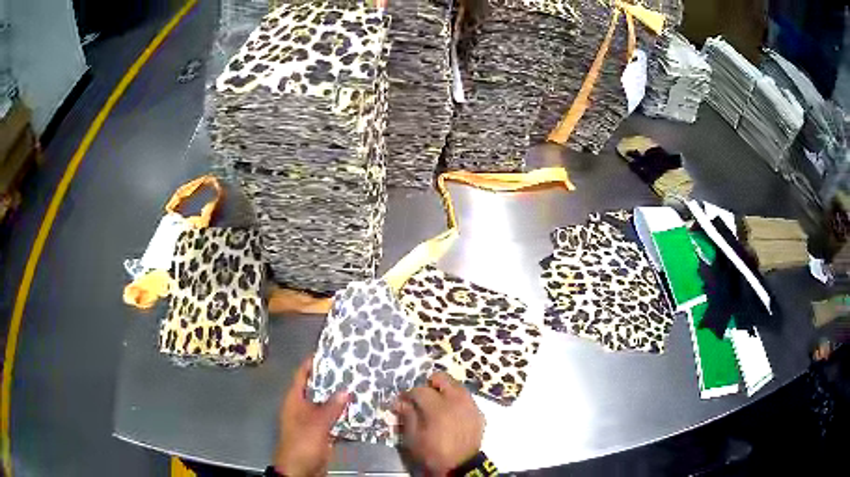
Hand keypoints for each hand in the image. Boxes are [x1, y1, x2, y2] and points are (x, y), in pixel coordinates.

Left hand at [274, 354, 348, 476]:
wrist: (300, 470)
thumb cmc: (302, 443)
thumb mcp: (316, 424)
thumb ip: (331, 407)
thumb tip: (346, 389)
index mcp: (295, 400)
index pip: (302, 375)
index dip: (313, 362)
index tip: (329, 351)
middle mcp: (303, 407)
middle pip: (317, 388)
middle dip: (332, 379)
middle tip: (351, 368)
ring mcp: (312, 420)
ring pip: (327, 404)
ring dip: (340, 398)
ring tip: (359, 385)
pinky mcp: (322, 432)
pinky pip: (334, 419)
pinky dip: (344, 415)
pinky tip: (359, 410)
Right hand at [393, 372, 484, 474]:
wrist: (461, 466)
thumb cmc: (434, 453)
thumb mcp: (414, 438)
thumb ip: (408, 416)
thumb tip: (400, 402)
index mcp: (438, 407)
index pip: (420, 390)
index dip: (409, 394)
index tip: (403, 401)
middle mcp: (457, 401)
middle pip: (443, 378)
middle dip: (429, 384)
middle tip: (422, 397)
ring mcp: (470, 406)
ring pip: (457, 386)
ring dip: (445, 390)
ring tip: (437, 404)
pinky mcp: (479, 413)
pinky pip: (466, 398)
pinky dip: (457, 400)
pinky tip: (451, 413)